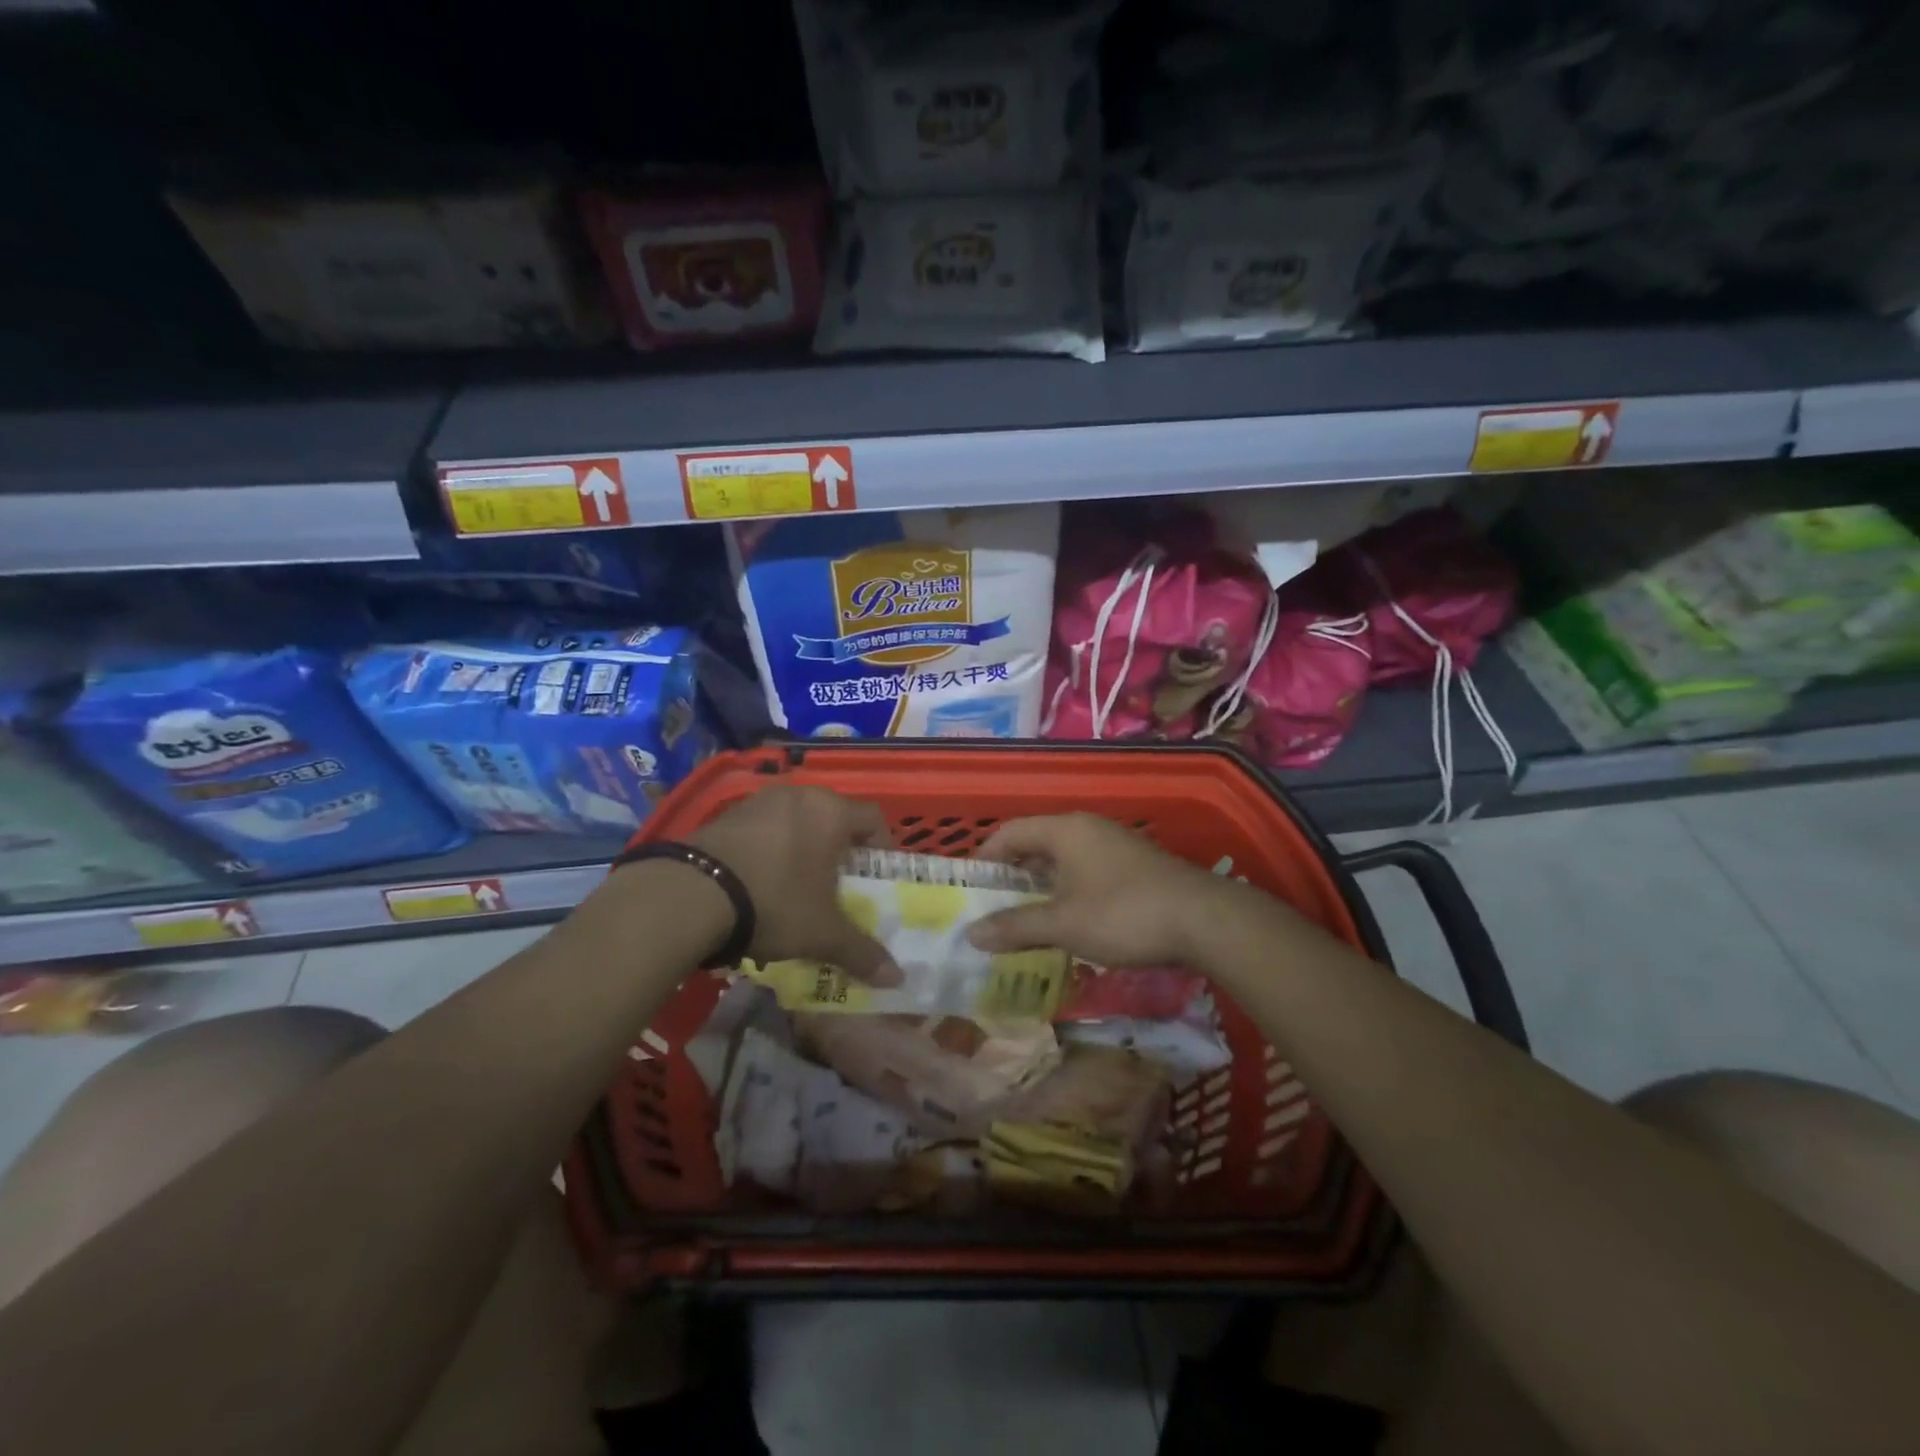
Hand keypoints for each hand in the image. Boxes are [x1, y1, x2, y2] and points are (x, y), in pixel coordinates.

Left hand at [689, 785, 900, 983]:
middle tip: (838, 887)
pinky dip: (768, 851)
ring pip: (795, 822)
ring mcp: (758, 801)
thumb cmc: (775, 901)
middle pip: (833, 818)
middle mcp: (798, 795)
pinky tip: (758, 884)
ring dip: (802, 850)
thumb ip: (861, 952)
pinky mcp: (724, 815)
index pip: (873, 819)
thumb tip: (897, 978)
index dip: (881, 848)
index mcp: (831, 811)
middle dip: (839, 852)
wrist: (690, 894)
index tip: (874, 879)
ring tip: (796, 888)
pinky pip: (761, 830)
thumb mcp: (822, 933)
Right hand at [965, 813, 1246, 967]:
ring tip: (1024, 918)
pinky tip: (1067, 921)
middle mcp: (1088, 828)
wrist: (1204, 921)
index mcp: (1065, 830)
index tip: (971, 888)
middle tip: (992, 907)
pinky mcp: (1134, 866)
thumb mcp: (1063, 924)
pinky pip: (1086, 871)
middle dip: (1012, 876)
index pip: (1011, 832)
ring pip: (1063, 860)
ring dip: (1041, 887)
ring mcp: (1115, 845)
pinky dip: (1067, 892)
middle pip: (1036, 844)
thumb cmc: (1123, 914)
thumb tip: (971, 934)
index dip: (985, 857)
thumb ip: (1016, 926)